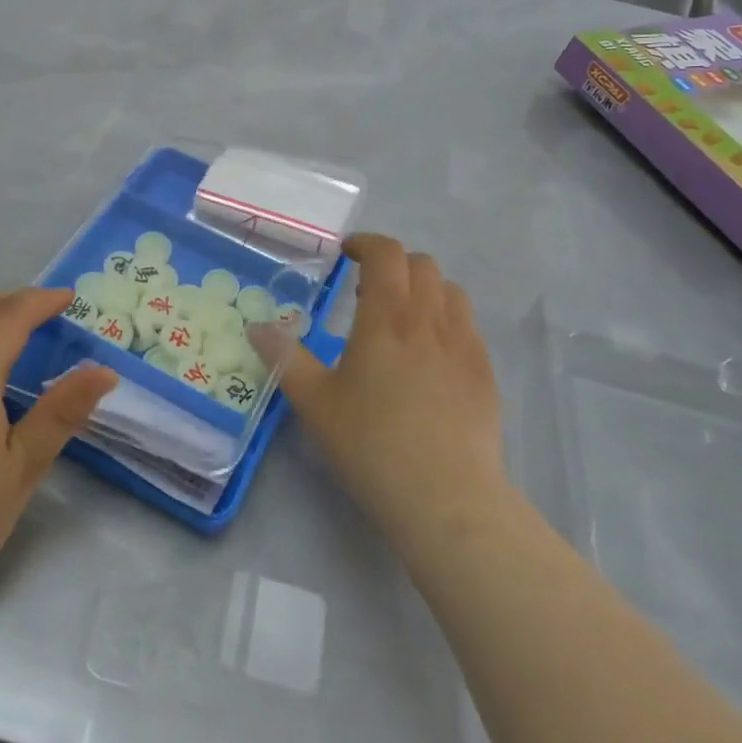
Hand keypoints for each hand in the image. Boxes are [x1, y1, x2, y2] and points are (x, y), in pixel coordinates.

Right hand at [259, 235, 507, 547]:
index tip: (346, 254)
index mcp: (387, 318)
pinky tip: (431, 355)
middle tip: (367, 290)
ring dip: (424, 289)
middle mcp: (430, 320)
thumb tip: (256, 327)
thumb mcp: (315, 402)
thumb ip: (285, 358)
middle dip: (393, 264)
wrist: (447, 498)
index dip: (366, 244)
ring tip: (402, 318)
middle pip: (422, 264)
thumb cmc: (372, 445)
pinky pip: (468, 325)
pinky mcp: (485, 373)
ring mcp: (464, 345)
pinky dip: (446, 320)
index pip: (387, 253)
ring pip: (450, 291)